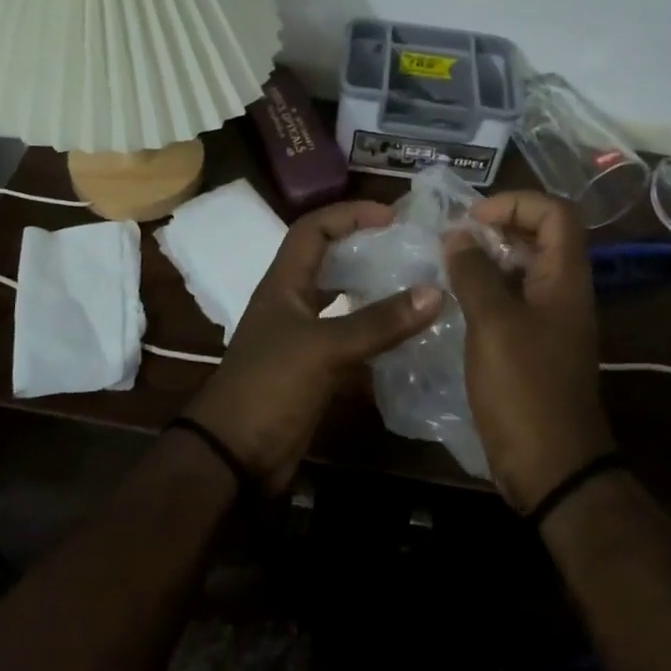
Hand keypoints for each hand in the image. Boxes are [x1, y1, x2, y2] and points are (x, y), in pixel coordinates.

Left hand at [185, 200, 441, 493]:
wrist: (234, 456)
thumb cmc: (270, 387)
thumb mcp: (325, 348)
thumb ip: (379, 322)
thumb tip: (435, 290)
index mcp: (284, 284)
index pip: (313, 229)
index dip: (349, 214)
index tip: (392, 216)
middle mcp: (291, 304)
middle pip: (329, 261)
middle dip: (365, 249)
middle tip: (409, 249)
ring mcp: (301, 338)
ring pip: (341, 302)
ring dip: (372, 293)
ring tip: (414, 287)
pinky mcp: (312, 370)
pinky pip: (349, 341)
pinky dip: (374, 336)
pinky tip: (406, 339)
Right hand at [445, 191, 612, 511]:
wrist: (551, 465)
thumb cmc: (524, 387)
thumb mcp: (493, 323)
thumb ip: (474, 273)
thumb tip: (457, 235)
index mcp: (565, 278)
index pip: (555, 212)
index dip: (516, 202)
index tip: (472, 220)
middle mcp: (563, 292)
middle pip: (540, 236)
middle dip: (497, 227)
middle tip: (454, 240)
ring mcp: (550, 320)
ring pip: (523, 269)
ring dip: (488, 259)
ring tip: (446, 266)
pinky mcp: (534, 345)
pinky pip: (512, 300)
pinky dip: (486, 291)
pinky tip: (454, 302)